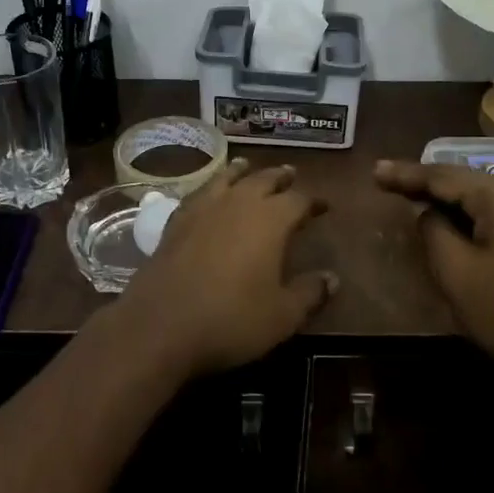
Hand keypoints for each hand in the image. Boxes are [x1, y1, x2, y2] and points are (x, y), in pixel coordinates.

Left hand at [109, 160, 337, 380]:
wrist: (160, 326)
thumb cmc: (231, 320)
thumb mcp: (282, 315)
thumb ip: (310, 293)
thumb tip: (332, 278)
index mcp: (270, 220)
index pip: (299, 200)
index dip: (314, 201)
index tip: (324, 206)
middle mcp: (237, 204)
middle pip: (263, 179)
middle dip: (280, 177)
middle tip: (291, 175)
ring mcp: (202, 210)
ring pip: (226, 178)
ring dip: (242, 171)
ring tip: (248, 167)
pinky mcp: (175, 223)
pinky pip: (198, 193)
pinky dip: (209, 187)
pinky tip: (208, 194)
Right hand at [374, 159, 493, 383]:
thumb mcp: (457, 272)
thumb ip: (433, 231)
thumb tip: (428, 214)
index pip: (442, 175)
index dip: (405, 174)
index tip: (373, 171)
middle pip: (461, 180)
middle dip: (422, 181)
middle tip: (383, 180)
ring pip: (476, 197)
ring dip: (443, 198)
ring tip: (407, 195)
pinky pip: (491, 213)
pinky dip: (464, 214)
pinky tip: (446, 219)